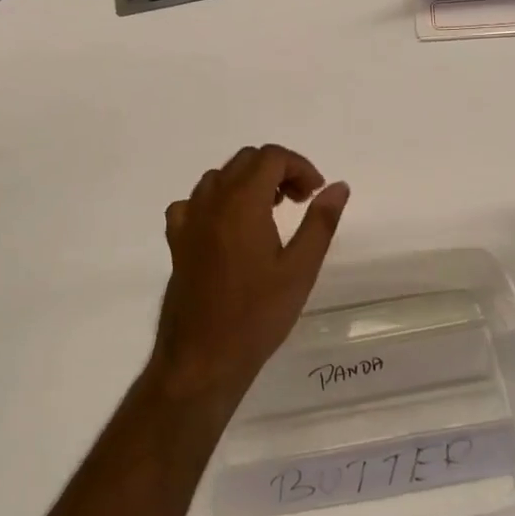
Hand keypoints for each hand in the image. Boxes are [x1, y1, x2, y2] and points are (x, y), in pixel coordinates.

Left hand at [150, 144, 349, 413]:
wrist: (203, 358)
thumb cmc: (257, 315)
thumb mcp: (300, 269)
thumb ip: (320, 222)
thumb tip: (338, 186)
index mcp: (242, 202)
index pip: (271, 157)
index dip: (299, 166)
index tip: (315, 193)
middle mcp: (211, 201)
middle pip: (245, 160)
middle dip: (277, 171)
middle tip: (299, 202)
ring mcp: (189, 219)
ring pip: (220, 177)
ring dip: (248, 183)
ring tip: (270, 214)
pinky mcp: (176, 240)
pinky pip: (195, 202)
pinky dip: (216, 202)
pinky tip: (229, 228)